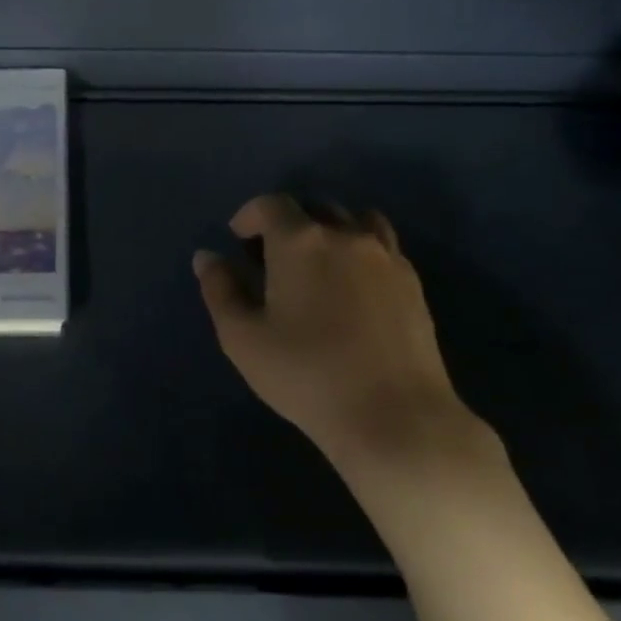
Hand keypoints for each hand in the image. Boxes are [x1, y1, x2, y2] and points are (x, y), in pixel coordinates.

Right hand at [194, 194, 495, 482]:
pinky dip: (360, 251)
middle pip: (315, 207)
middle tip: (273, 257)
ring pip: (355, 220)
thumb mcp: (242, 338)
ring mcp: (386, 256)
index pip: (271, 204)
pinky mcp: (413, 282)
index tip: (238, 239)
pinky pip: (382, 247)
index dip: (250, 215)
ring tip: (318, 264)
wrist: (393, 416)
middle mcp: (345, 235)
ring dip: (330, 230)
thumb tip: (207, 257)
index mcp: (300, 241)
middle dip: (288, 222)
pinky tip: (352, 288)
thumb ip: (220, 290)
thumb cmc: (306, 375)